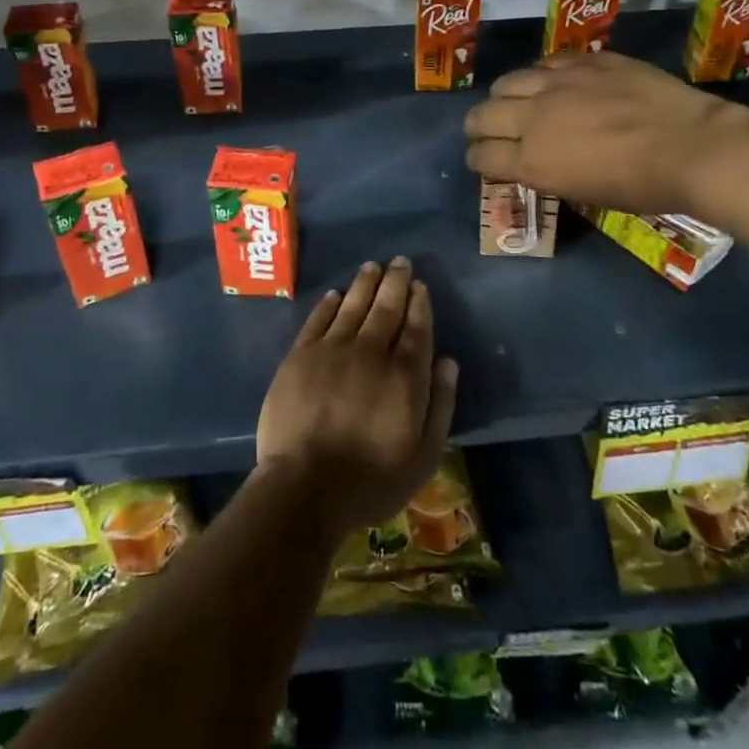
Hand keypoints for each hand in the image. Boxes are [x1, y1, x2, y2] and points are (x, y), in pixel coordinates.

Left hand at [257, 258, 458, 535]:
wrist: (305, 487)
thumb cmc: (371, 480)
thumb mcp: (424, 456)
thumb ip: (440, 405)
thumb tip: (449, 362)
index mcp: (404, 375)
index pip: (416, 328)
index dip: (419, 303)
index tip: (420, 285)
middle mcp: (370, 351)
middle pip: (386, 307)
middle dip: (396, 282)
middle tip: (400, 261)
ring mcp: (331, 350)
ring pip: (352, 305)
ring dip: (365, 283)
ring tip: (373, 266)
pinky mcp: (300, 357)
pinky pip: (317, 320)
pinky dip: (329, 304)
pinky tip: (335, 294)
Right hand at [463, 51, 742, 215]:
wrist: (692, 147)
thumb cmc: (642, 187)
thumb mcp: (584, 192)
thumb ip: (548, 172)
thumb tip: (534, 161)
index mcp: (532, 161)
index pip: (481, 156)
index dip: (478, 159)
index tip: (483, 160)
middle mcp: (534, 118)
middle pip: (482, 115)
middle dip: (478, 126)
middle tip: (487, 131)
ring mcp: (558, 83)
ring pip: (508, 81)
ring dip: (504, 95)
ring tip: (516, 100)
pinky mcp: (585, 61)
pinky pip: (547, 62)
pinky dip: (542, 75)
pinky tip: (553, 81)